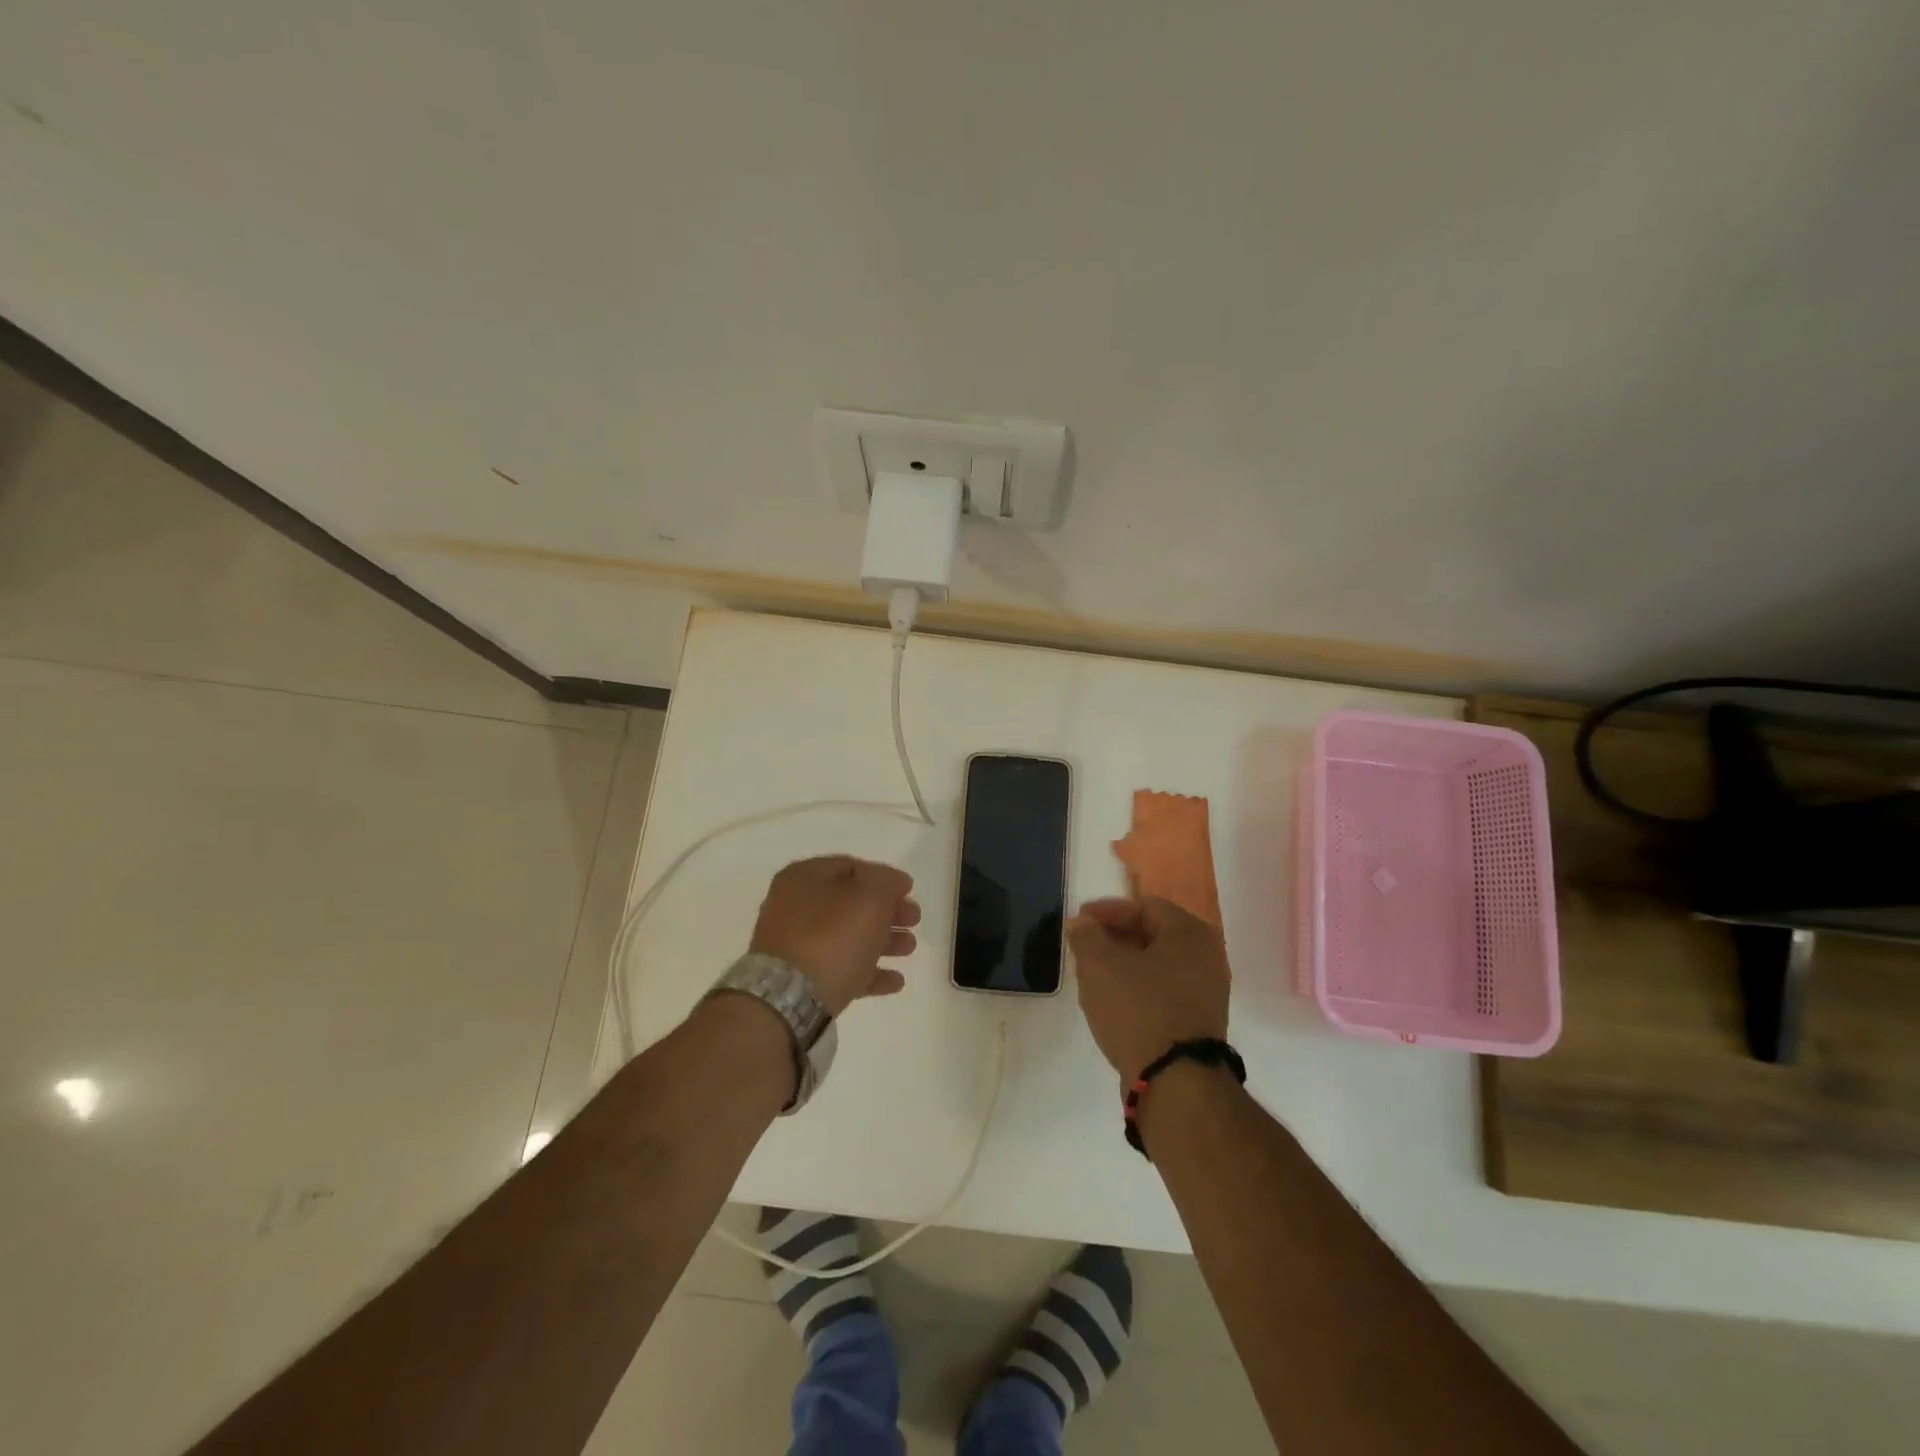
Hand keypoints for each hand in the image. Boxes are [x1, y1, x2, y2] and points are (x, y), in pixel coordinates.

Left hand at [749, 856, 919, 1015]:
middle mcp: (794, 907)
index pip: (851, 867)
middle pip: (851, 903)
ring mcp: (795, 947)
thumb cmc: (832, 937)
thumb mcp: (870, 897)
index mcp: (804, 878)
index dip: (884, 877)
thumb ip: (887, 882)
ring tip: (910, 949)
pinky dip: (869, 972)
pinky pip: (841, 969)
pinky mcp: (801, 982)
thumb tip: (895, 882)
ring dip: (883, 941)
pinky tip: (895, 981)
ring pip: (848, 937)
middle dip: (887, 911)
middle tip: (914, 920)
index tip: (910, 890)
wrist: (789, 1000)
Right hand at [1066, 897, 1230, 1083]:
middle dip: (1115, 938)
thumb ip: (1086, 936)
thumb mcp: (1099, 966)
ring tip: (1094, 976)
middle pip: (1153, 934)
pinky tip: (1115, 1003)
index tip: (1079, 922)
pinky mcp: (1201, 1022)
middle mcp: (1208, 956)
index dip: (1107, 911)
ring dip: (1125, 965)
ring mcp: (1208, 992)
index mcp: (1190, 933)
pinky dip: (1139, 989)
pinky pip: (1165, 991)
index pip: (1144, 906)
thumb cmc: (1138, 1009)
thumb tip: (1080, 922)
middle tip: (1085, 947)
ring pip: (1158, 965)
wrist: (1176, 1083)